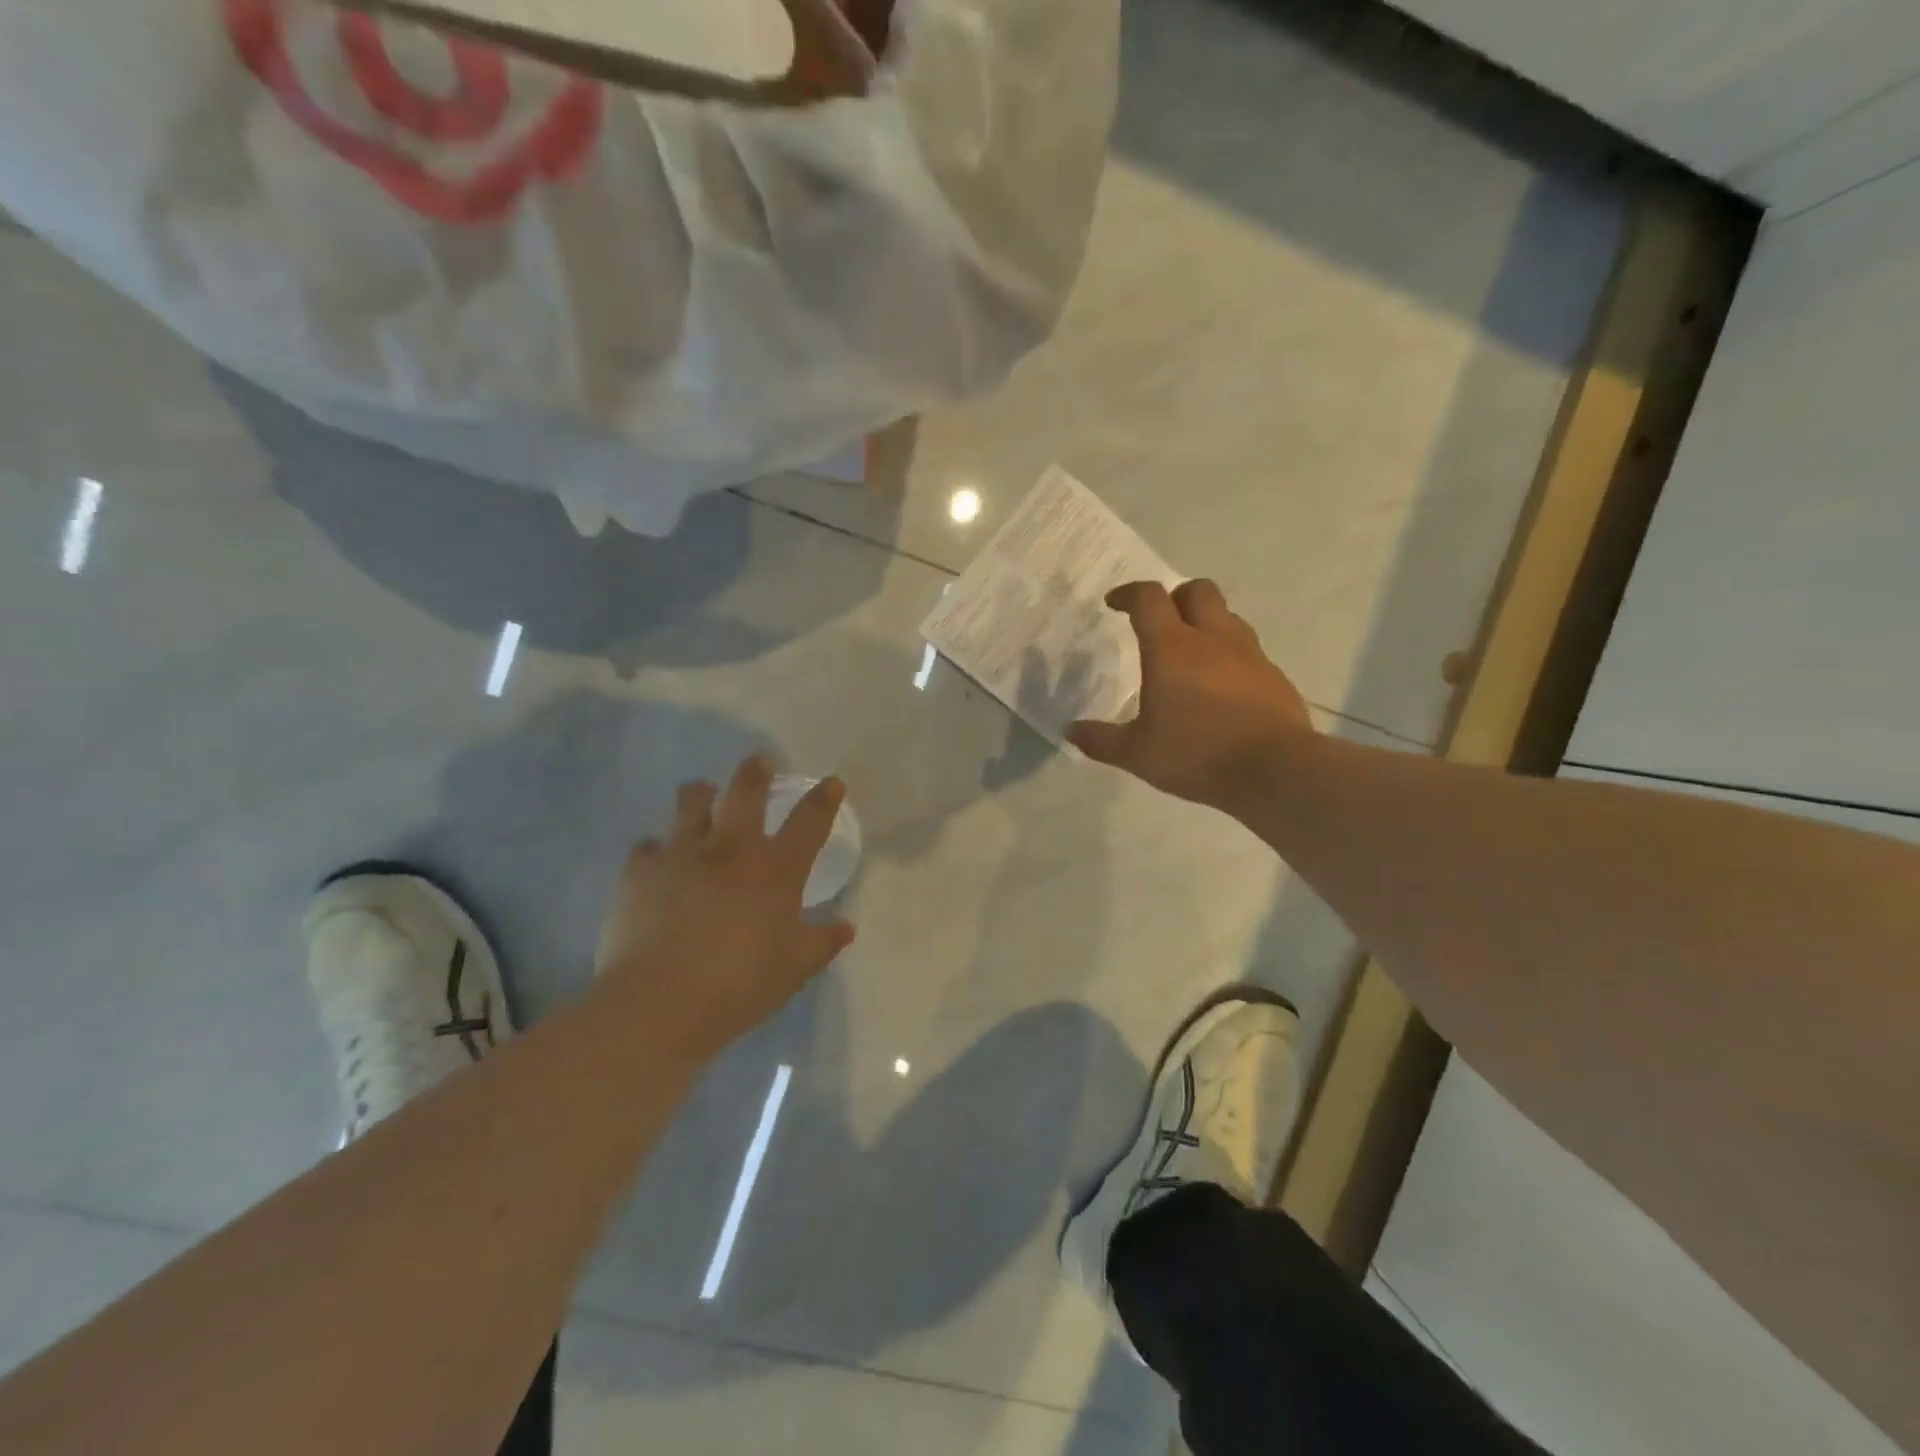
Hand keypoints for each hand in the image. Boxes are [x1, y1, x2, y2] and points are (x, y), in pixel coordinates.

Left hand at [594, 755, 855, 1059]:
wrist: (658, 1004)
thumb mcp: (793, 969)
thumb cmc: (739, 985)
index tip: (832, 783)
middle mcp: (731, 848)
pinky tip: (659, 864)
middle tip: (760, 763)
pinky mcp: (640, 869)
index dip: (824, 798)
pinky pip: (649, 845)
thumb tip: (847, 927)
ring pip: (692, 800)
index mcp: (775, 870)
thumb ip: (822, 942)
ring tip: (704, 799)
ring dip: (702, 795)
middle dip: (756, 770)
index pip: (809, 821)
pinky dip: (658, 849)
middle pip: (746, 788)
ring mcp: (682, 853)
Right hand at [1068, 579, 1313, 810]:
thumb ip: (1102, 740)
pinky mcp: (1274, 676)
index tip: (1114, 604)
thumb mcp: (1137, 754)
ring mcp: (1249, 654)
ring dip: (1206, 624)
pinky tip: (1222, 689)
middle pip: (1197, 590)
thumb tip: (1071, 731)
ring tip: (1191, 655)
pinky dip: (1230, 657)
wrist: (1274, 770)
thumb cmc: (1196, 754)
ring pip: (1227, 617)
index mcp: (1171, 647)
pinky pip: (1248, 651)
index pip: (1149, 598)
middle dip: (1175, 597)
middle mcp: (1212, 639)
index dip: (1128, 594)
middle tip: (1159, 622)